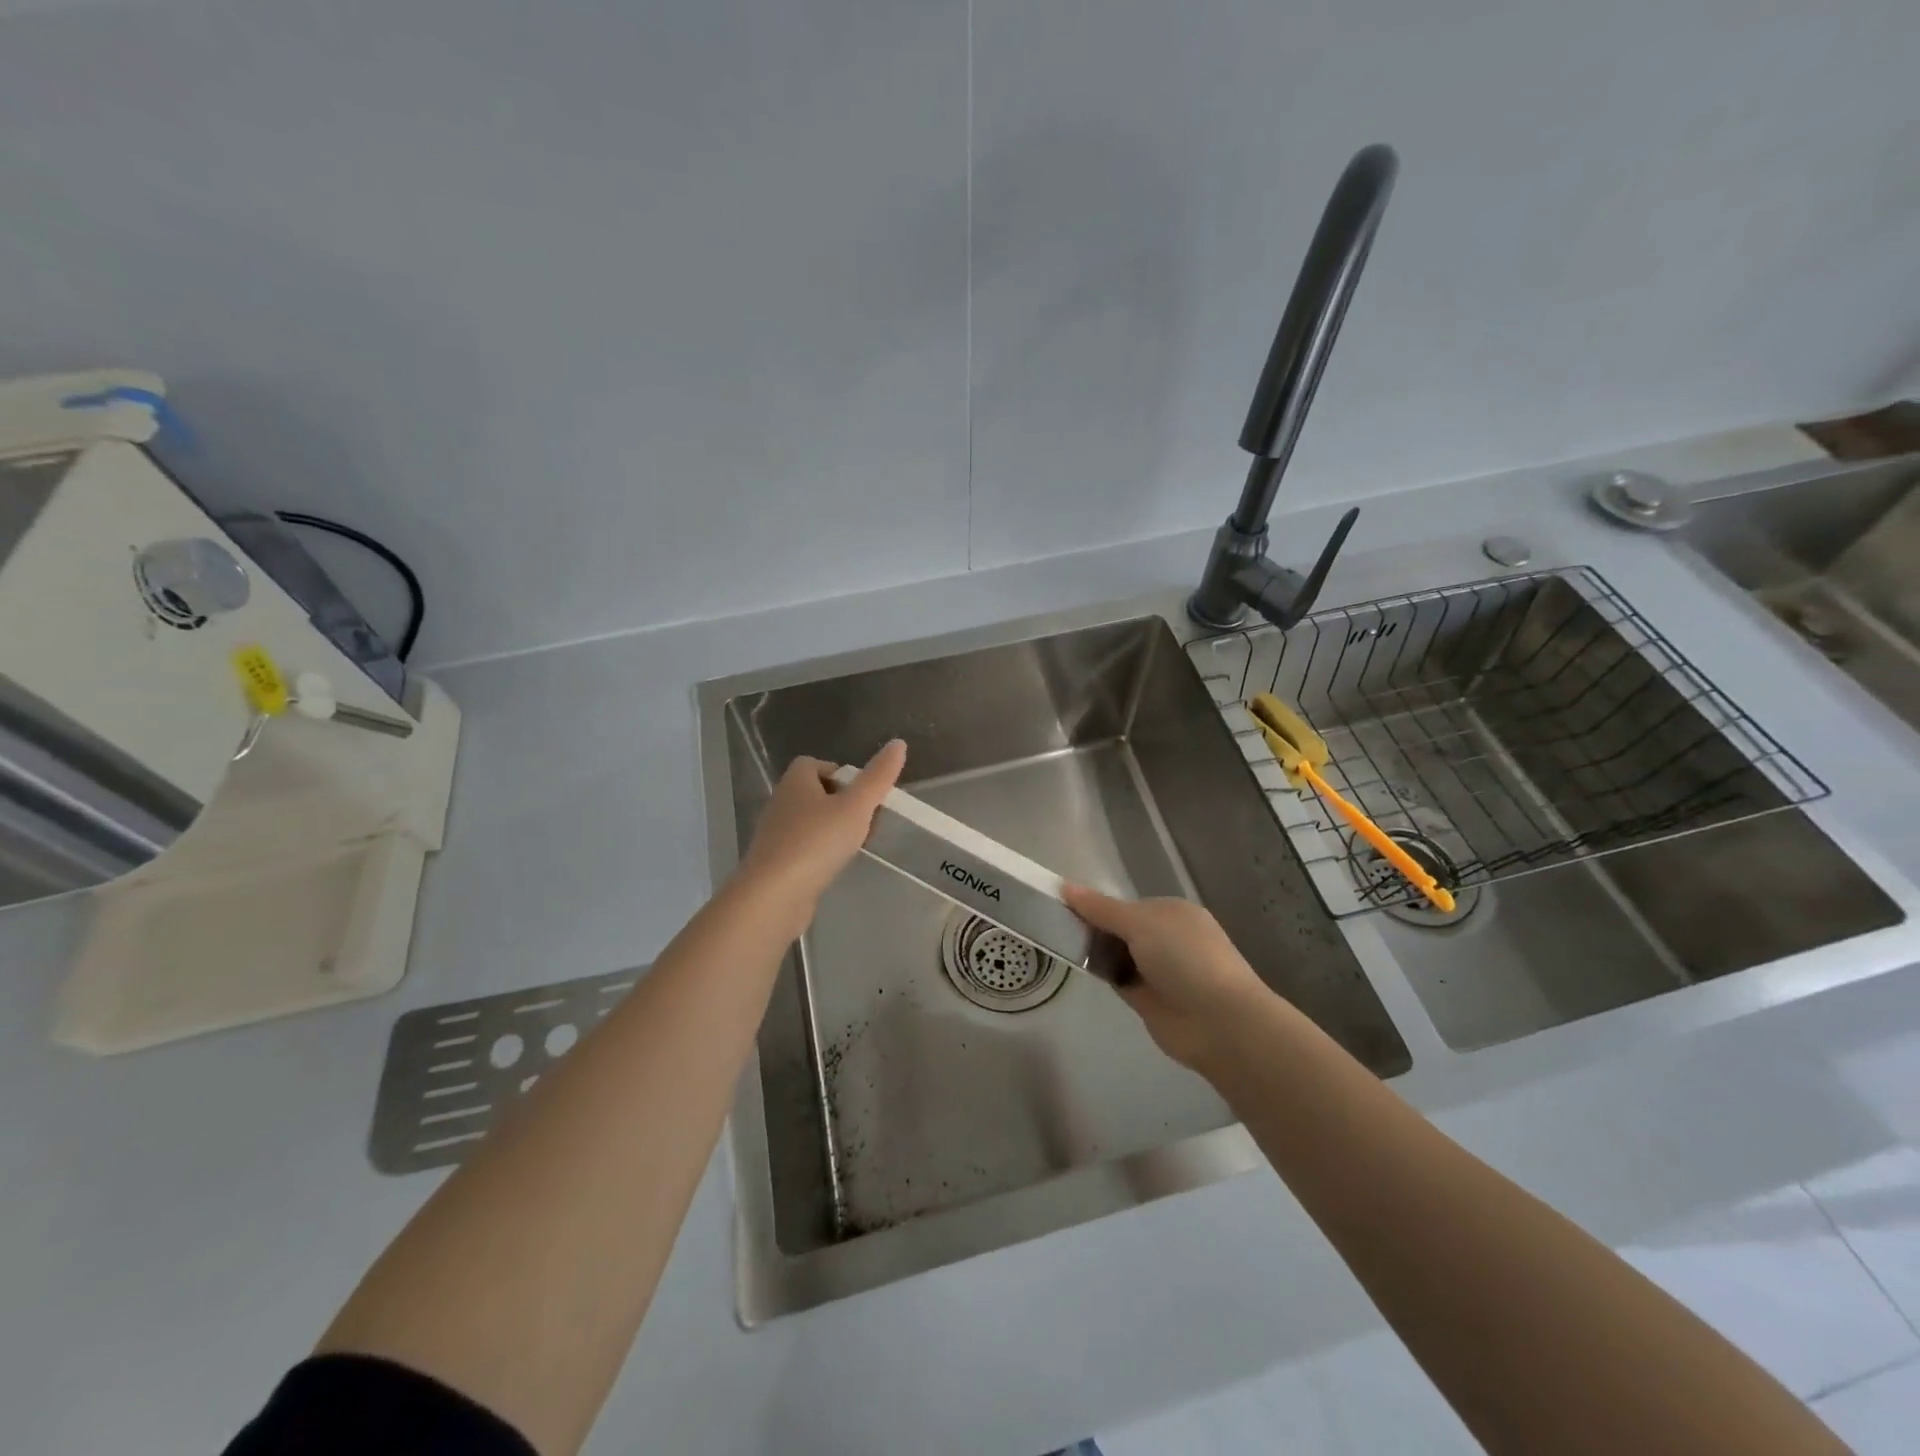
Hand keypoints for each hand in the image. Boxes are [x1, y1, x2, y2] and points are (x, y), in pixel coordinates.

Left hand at [739, 740, 905, 931]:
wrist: (774, 895)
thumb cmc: (816, 842)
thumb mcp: (856, 806)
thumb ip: (878, 777)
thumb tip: (899, 743)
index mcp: (796, 781)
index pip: (816, 764)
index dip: (842, 774)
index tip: (864, 794)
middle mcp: (781, 802)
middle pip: (816, 792)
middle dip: (843, 803)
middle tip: (866, 820)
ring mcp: (776, 834)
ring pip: (811, 821)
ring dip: (834, 829)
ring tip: (855, 845)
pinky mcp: (776, 862)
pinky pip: (804, 847)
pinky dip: (822, 852)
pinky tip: (836, 865)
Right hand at [1063, 885, 1276, 1072]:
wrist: (1219, 1022)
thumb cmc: (1184, 958)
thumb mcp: (1140, 923)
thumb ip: (1101, 908)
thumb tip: (1065, 885)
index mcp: (1173, 912)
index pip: (1127, 905)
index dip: (1098, 905)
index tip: (1064, 906)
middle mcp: (1168, 938)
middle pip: (1121, 928)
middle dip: (1094, 927)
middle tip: (1054, 924)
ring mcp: (1158, 970)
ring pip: (1117, 954)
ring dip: (1095, 951)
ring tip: (1056, 941)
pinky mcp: (1148, 999)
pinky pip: (1118, 978)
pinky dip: (1101, 973)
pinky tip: (1075, 966)